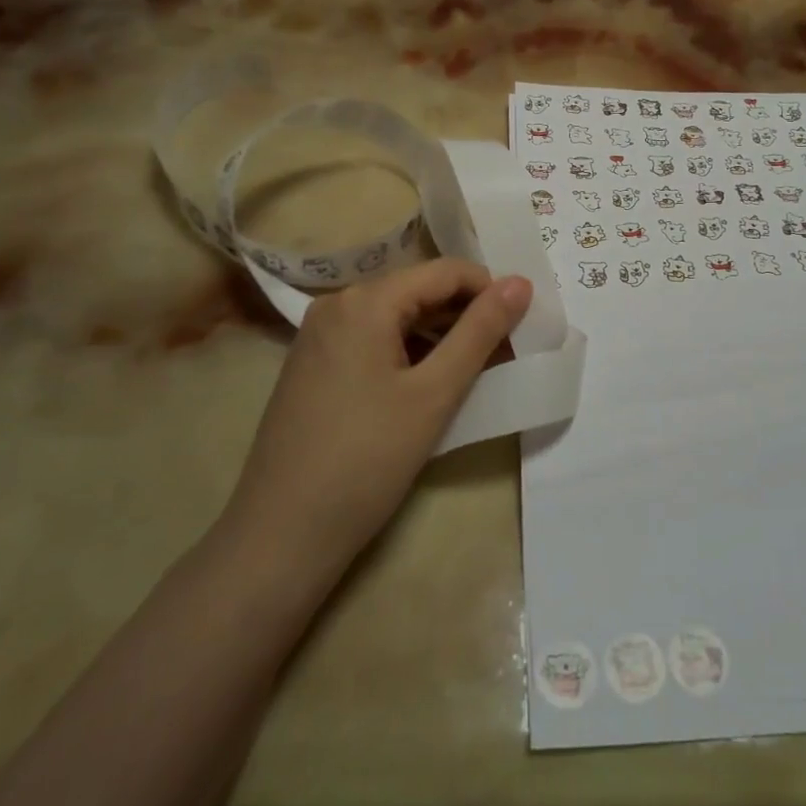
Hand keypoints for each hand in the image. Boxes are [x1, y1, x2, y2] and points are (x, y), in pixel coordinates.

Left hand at [224, 259, 531, 581]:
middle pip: (419, 290)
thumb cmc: (366, 460)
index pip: (445, 272)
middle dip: (467, 316)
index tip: (524, 324)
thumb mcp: (434, 393)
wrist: (281, 534)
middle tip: (509, 352)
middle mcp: (336, 304)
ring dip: (441, 336)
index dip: (490, 291)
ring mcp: (319, 335)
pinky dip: (409, 352)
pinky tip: (431, 385)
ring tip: (478, 371)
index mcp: (365, 300)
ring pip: (397, 317)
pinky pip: (373, 340)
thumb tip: (519, 282)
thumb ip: (480, 332)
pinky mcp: (313, 364)